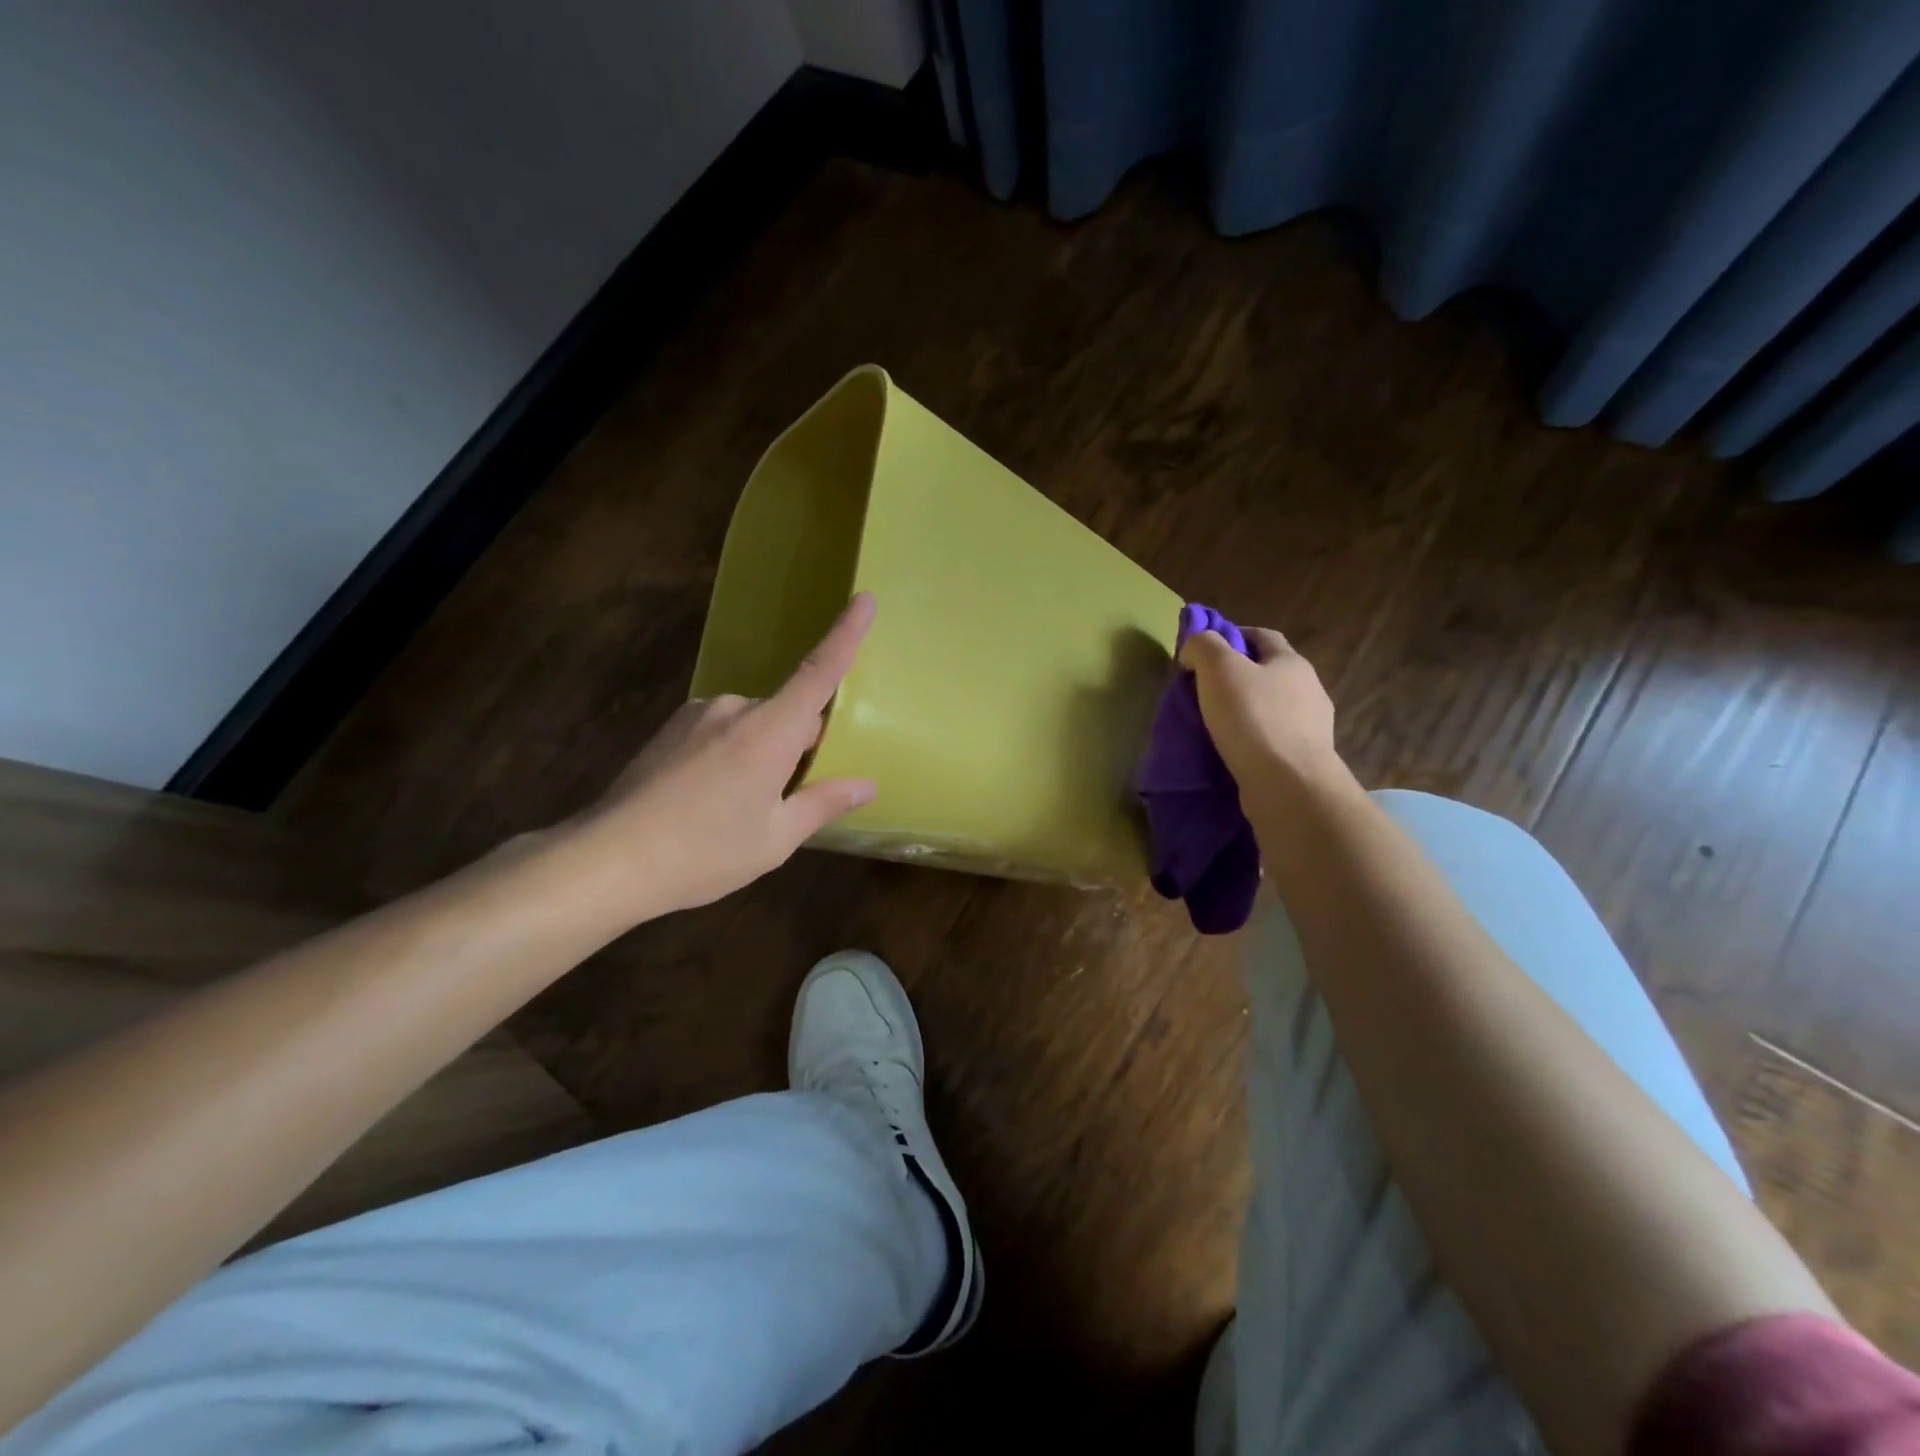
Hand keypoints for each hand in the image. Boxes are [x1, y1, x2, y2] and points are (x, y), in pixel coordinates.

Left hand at [570, 593, 878, 917]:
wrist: (610, 860)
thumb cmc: (704, 852)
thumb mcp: (775, 839)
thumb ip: (823, 803)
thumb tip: (866, 785)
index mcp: (769, 731)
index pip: (818, 673)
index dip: (845, 634)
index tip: (865, 598)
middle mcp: (735, 708)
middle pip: (789, 713)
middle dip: (801, 745)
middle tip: (788, 800)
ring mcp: (699, 713)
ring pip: (756, 723)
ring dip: (764, 752)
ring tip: (740, 808)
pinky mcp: (673, 726)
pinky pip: (724, 729)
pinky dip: (735, 753)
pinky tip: (710, 797)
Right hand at [1178, 626, 1349, 797]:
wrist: (1288, 784)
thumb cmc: (1252, 718)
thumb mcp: (1219, 669)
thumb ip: (1204, 646)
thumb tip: (1194, 648)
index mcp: (1291, 662)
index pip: (1262, 636)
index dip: (1232, 635)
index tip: (1203, 650)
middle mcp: (1309, 689)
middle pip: (1269, 672)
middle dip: (1238, 675)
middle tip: (1204, 688)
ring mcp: (1311, 726)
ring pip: (1272, 707)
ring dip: (1246, 710)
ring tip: (1216, 724)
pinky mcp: (1304, 759)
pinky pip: (1272, 738)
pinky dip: (1252, 738)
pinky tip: (1234, 749)